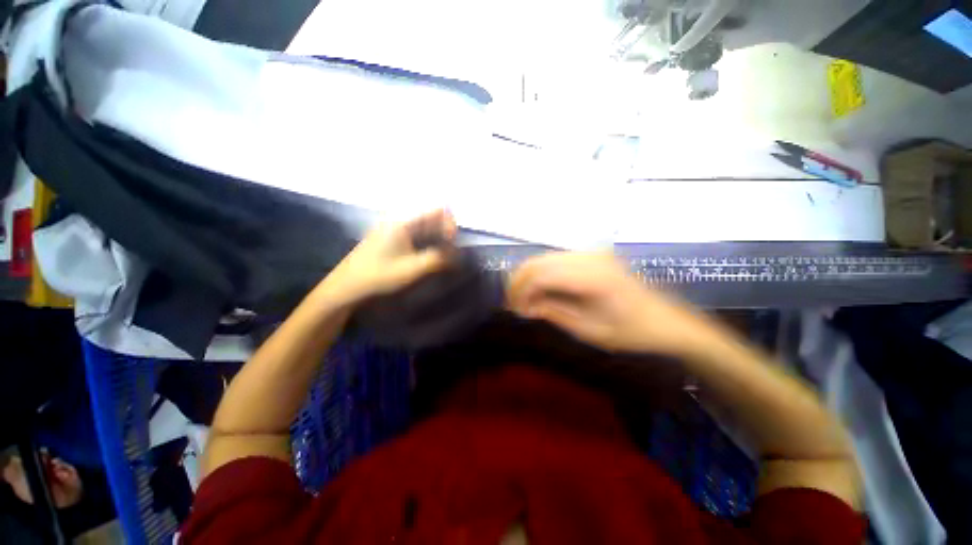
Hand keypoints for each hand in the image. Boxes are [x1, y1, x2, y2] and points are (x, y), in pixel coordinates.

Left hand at [324, 209, 456, 305]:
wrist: (347, 286)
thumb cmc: (378, 276)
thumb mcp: (412, 270)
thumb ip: (438, 260)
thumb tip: (459, 255)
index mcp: (404, 221)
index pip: (437, 209)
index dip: (450, 224)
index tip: (451, 244)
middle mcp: (400, 219)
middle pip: (432, 216)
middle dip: (445, 232)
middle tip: (448, 253)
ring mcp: (395, 227)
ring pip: (426, 225)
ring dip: (437, 238)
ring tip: (441, 257)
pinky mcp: (392, 236)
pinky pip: (417, 232)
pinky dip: (428, 241)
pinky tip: (428, 256)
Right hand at [507, 252, 714, 354]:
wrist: (666, 321)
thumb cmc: (631, 332)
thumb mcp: (590, 331)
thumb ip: (554, 313)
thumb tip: (524, 306)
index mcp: (593, 278)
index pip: (541, 277)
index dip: (521, 292)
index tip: (513, 310)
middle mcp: (589, 257)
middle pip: (538, 262)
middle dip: (519, 282)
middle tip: (513, 303)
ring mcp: (591, 253)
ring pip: (544, 258)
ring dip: (528, 277)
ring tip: (524, 298)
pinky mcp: (592, 255)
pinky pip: (556, 260)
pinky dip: (542, 273)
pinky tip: (540, 289)